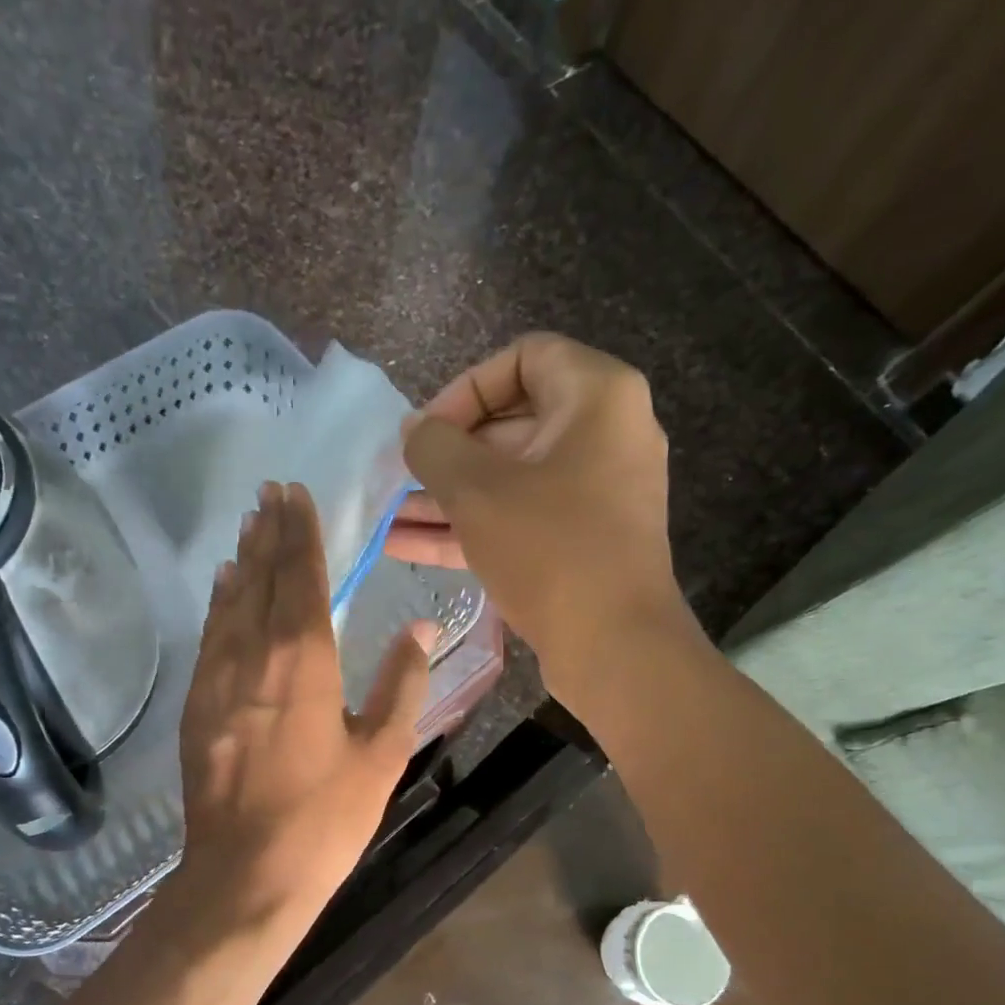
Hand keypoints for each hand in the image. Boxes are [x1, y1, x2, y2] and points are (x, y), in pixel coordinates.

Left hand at [178, 481, 434, 939]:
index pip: (300, 576)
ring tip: (249, 525)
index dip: (299, 533)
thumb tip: (422, 627)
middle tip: (269, 492)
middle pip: (259, 579)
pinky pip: (210, 637)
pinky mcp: (197, 707)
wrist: (245, 876)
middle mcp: (254, 655)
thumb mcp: (382, 753)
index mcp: (304, 660)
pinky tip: (222, 589)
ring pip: (229, 603)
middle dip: (267, 533)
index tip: (295, 494)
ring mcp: (217, 680)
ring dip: (241, 561)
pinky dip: (218, 604)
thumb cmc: (324, 817)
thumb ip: (402, 684)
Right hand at [387, 333, 690, 706]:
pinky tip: (407, 546)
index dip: (464, 389)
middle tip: (399, 479)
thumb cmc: (549, 549)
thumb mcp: (477, 491)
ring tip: (388, 517)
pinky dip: (471, 527)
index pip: (523, 358)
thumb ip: (434, 447)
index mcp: (597, 398)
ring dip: (448, 498)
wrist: (615, 646)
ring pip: (510, 480)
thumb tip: (414, 430)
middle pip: (511, 424)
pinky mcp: (583, 540)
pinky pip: (521, 518)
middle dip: (446, 455)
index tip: (428, 432)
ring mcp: (596, 493)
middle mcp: (605, 435)